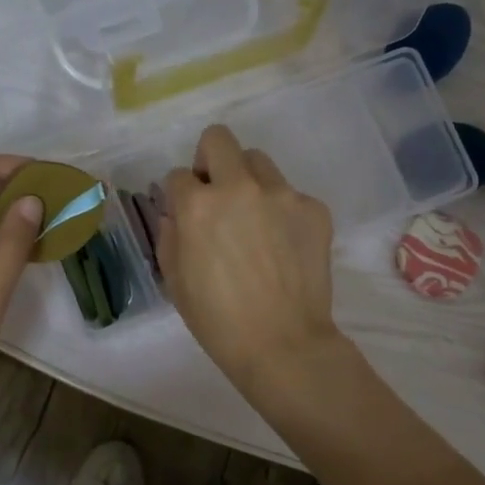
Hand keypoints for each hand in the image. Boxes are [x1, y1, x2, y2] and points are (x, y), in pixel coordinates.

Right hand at [159, 125, 342, 395]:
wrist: (283, 344)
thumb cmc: (218, 321)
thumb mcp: (175, 281)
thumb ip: (170, 236)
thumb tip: (177, 214)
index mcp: (198, 206)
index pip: (178, 176)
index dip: (179, 196)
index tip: (186, 215)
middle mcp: (239, 188)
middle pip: (218, 140)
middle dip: (210, 160)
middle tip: (216, 194)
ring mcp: (282, 195)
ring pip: (258, 161)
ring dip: (248, 181)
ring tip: (253, 220)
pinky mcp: (314, 209)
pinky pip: (290, 195)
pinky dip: (282, 211)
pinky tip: (283, 246)